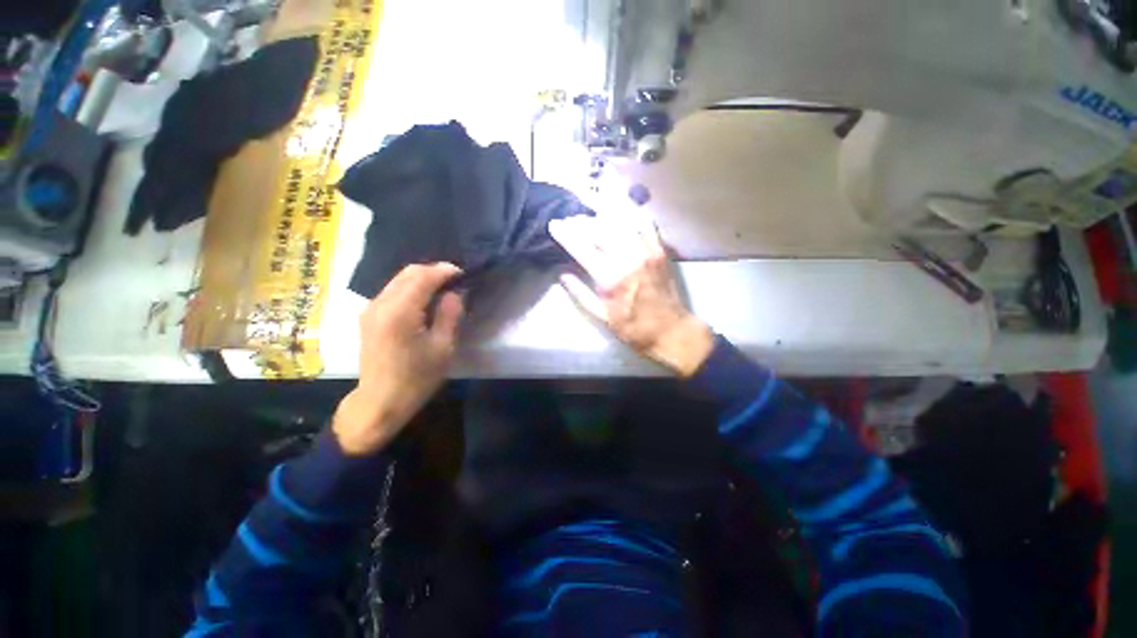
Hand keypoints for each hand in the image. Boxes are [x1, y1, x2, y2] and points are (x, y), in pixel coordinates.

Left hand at [333, 263, 464, 455]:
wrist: (380, 402)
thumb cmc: (416, 378)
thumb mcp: (442, 348)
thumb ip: (449, 315)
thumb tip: (454, 293)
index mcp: (399, 312)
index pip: (423, 277)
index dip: (444, 271)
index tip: (463, 274)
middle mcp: (380, 304)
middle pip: (408, 273)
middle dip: (434, 271)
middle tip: (456, 280)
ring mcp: (371, 309)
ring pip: (399, 279)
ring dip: (422, 279)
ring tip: (444, 288)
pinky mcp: (369, 316)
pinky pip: (392, 290)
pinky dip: (411, 288)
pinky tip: (425, 299)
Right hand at [549, 214, 713, 376]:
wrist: (670, 330)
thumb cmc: (633, 328)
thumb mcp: (602, 316)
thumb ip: (580, 294)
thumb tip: (562, 275)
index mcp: (610, 278)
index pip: (582, 247)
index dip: (565, 234)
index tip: (554, 224)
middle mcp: (628, 259)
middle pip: (600, 228)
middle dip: (581, 221)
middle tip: (569, 220)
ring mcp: (647, 251)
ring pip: (621, 221)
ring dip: (602, 214)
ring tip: (590, 211)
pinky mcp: (660, 250)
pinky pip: (645, 223)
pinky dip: (630, 214)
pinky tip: (620, 211)